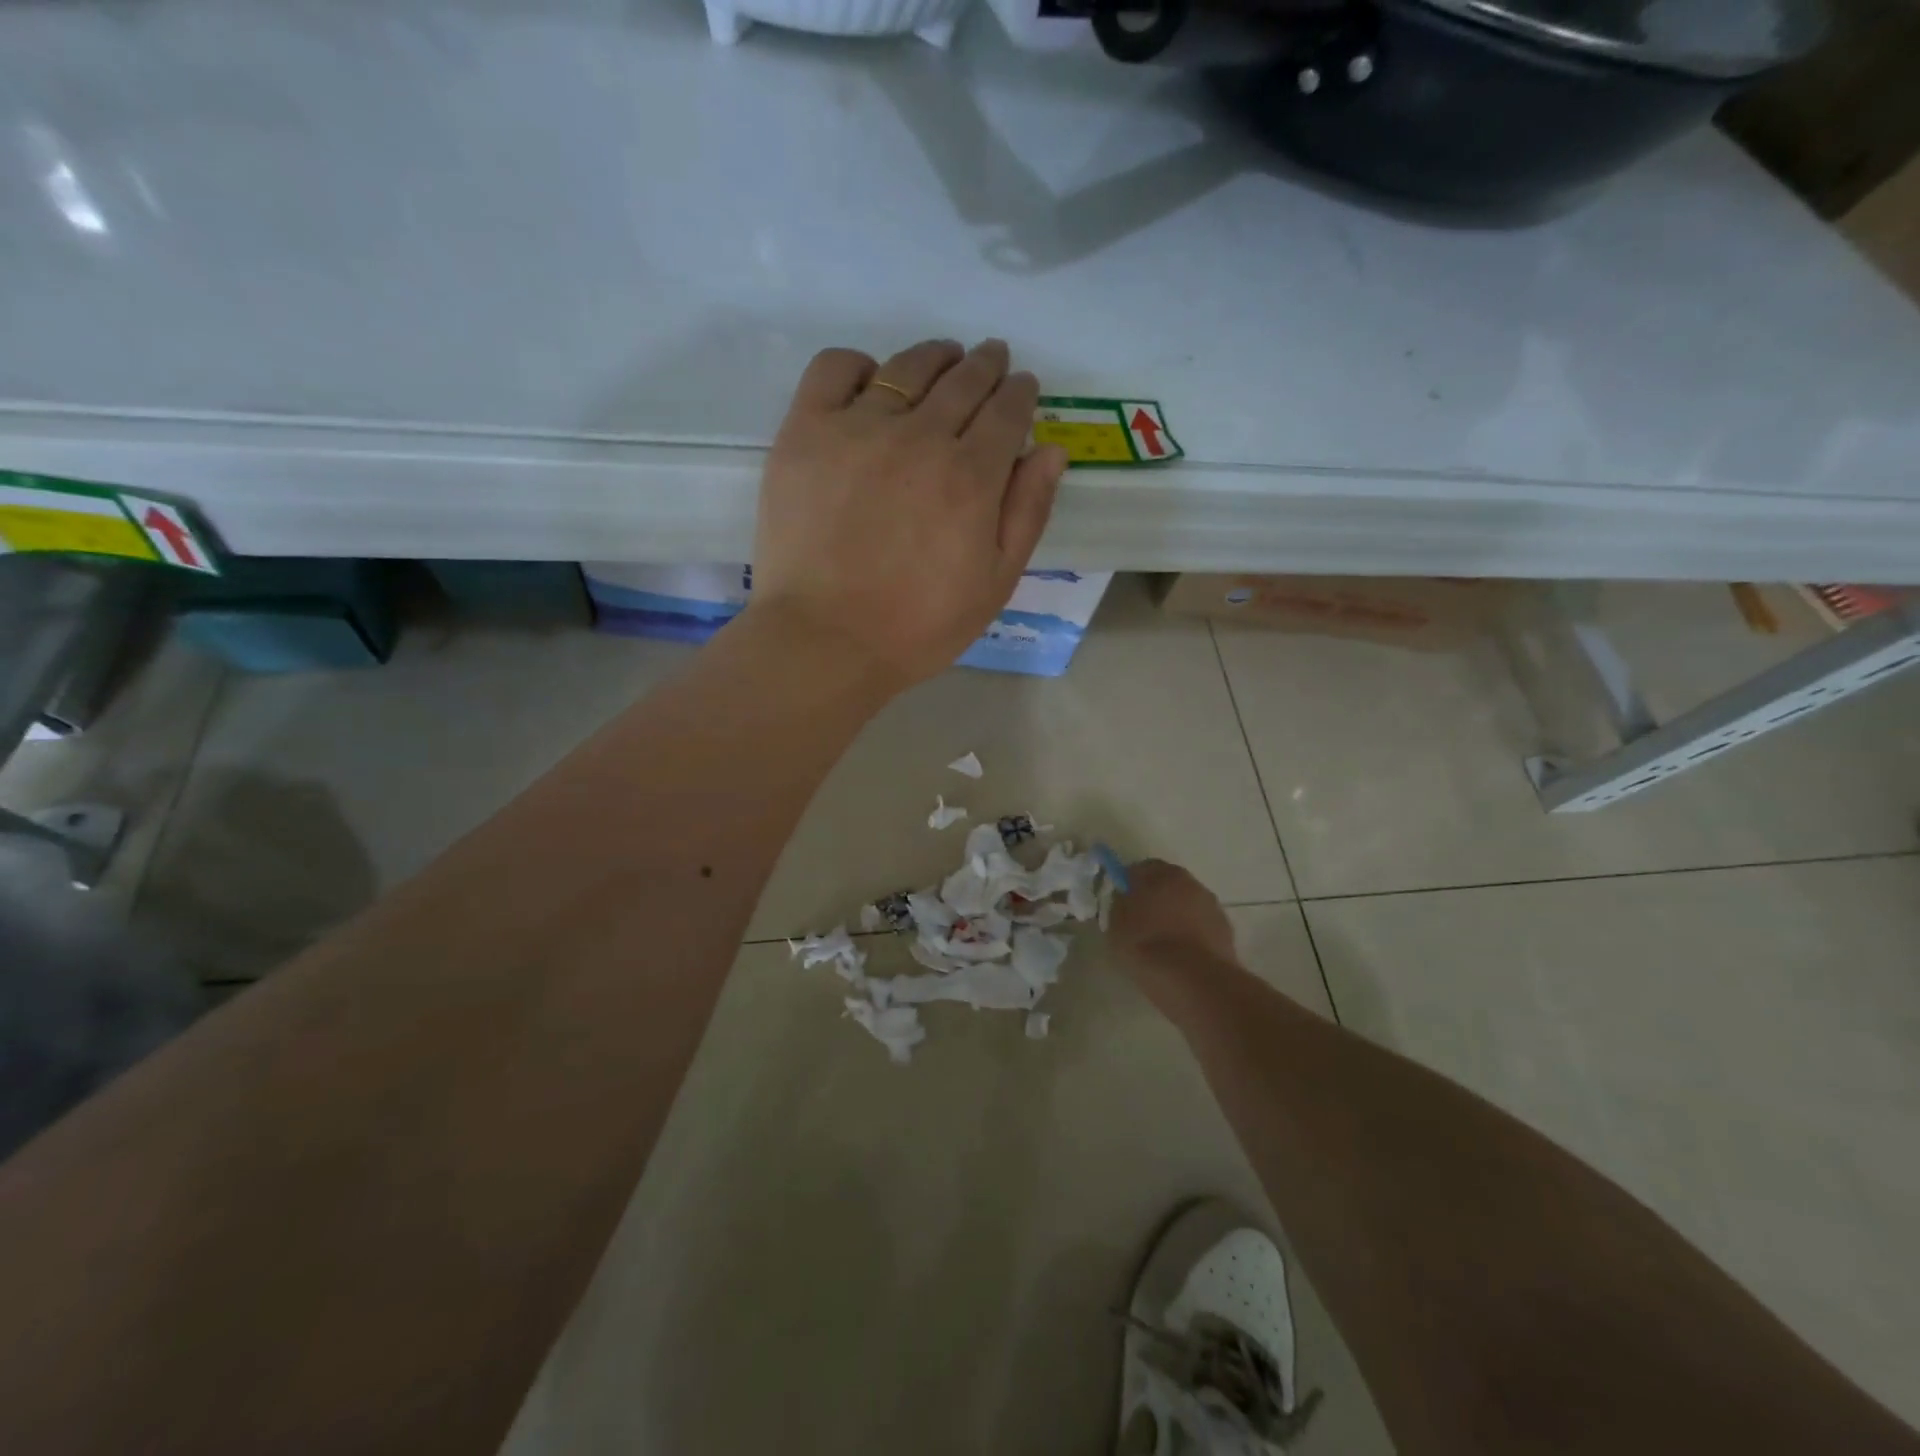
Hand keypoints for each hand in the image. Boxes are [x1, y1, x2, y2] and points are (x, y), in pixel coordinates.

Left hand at [746, 339, 1069, 689]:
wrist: (825, 640)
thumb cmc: (917, 626)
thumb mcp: (994, 584)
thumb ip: (1027, 513)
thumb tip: (1050, 450)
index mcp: (971, 476)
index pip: (1007, 411)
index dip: (1020, 393)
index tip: (1023, 387)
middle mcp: (920, 436)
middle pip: (963, 381)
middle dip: (986, 366)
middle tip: (992, 360)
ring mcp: (858, 428)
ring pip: (907, 367)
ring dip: (936, 356)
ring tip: (945, 358)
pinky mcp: (806, 431)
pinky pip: (835, 369)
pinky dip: (861, 364)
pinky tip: (873, 379)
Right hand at [1108, 859, 1238, 969]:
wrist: (1193, 980)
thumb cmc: (1147, 947)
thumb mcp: (1116, 927)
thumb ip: (1120, 905)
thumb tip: (1126, 898)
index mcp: (1159, 874)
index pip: (1140, 869)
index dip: (1130, 884)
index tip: (1123, 902)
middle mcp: (1188, 881)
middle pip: (1168, 883)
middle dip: (1156, 897)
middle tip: (1142, 921)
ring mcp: (1211, 904)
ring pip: (1187, 903)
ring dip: (1177, 914)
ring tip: (1165, 942)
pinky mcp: (1226, 929)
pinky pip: (1202, 924)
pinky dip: (1193, 932)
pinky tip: (1183, 954)